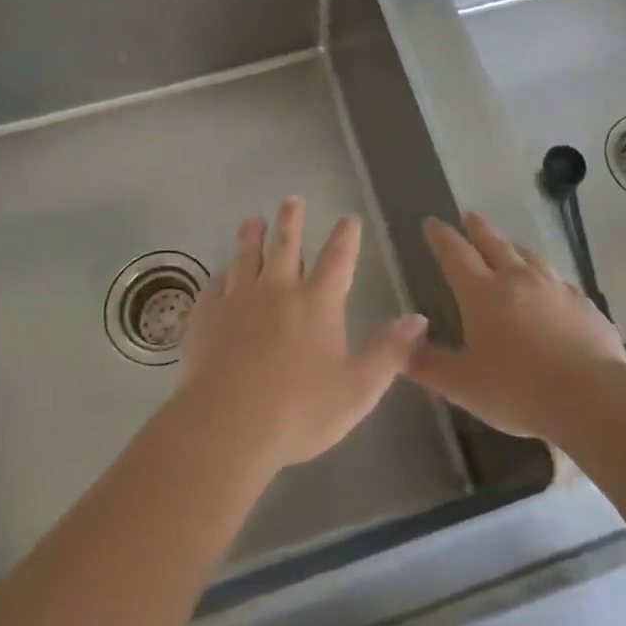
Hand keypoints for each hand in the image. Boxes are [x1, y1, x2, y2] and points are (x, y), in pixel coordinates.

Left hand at [180, 197, 427, 470]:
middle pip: (286, 243)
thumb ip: (389, 351)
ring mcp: (238, 299)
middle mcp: (278, 289)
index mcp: (317, 301)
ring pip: (246, 256)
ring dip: (252, 235)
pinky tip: (220, 274)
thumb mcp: (358, 388)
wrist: (227, 426)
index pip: (337, 258)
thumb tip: (417, 318)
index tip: (348, 217)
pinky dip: (221, 275)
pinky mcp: (207, 315)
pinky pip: (215, 285)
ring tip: (253, 220)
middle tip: (292, 199)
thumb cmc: (299, 410)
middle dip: (292, 219)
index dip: (345, 236)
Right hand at [407, 212, 625, 441]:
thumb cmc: (517, 389)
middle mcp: (517, 279)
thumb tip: (397, 343)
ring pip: (529, 257)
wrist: (591, 397)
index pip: (455, 254)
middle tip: (469, 215)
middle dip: (478, 229)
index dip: (441, 236)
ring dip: (514, 247)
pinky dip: (547, 278)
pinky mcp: (584, 305)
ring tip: (509, 245)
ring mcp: (554, 288)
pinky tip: (552, 287)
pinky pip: (560, 282)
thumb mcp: (461, 384)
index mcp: (481, 292)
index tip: (431, 221)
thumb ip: (426, 364)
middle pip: (494, 243)